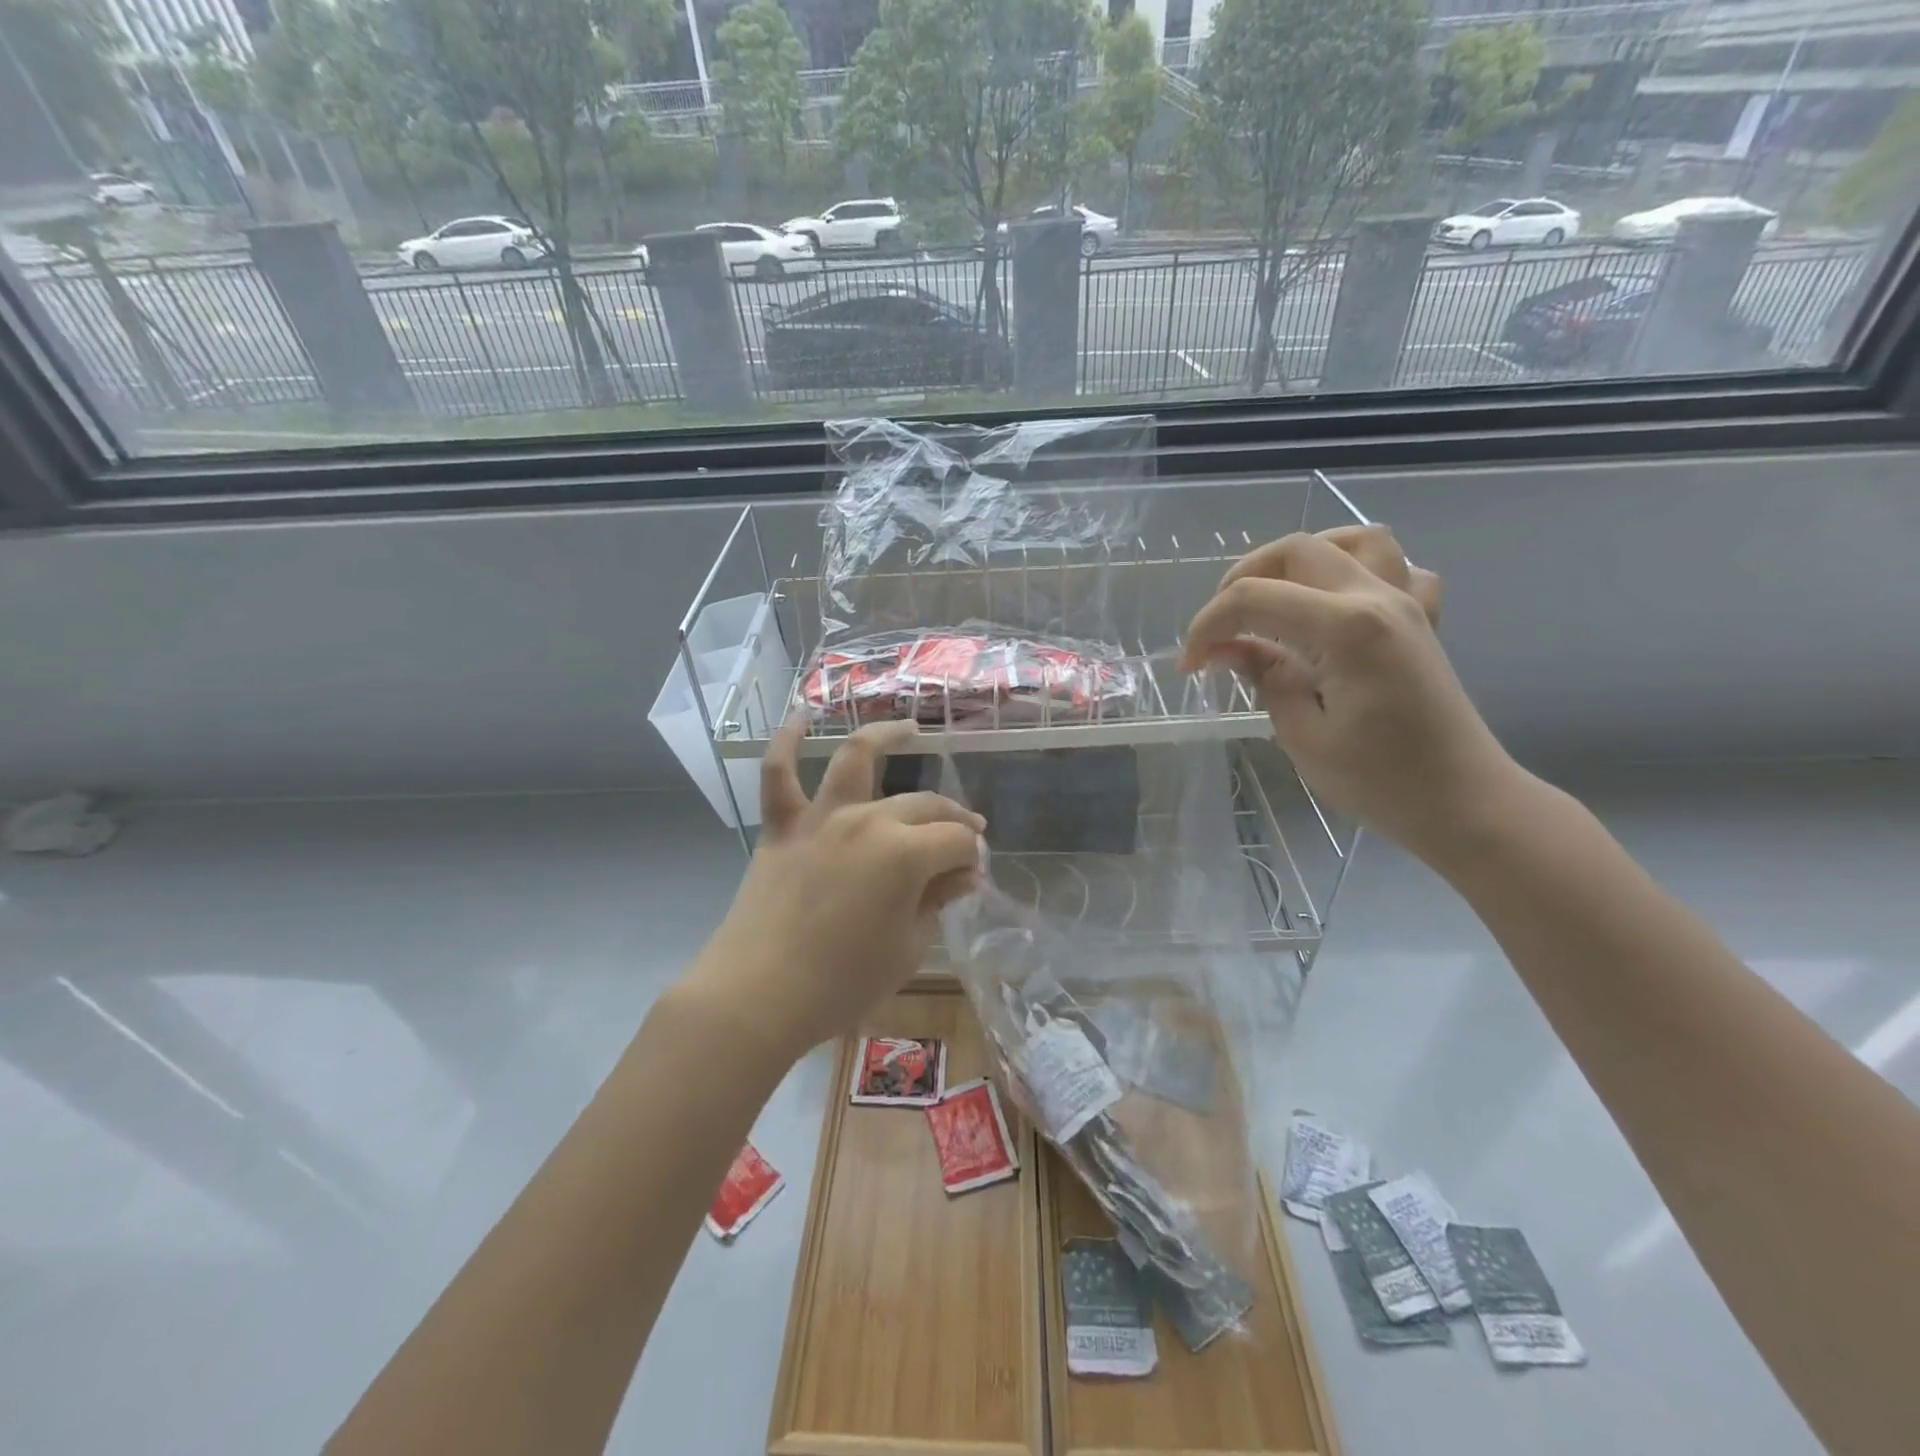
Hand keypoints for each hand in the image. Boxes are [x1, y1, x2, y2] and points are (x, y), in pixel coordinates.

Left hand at [690, 719, 983, 1060]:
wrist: (758, 995)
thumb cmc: (842, 983)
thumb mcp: (908, 949)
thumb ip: (937, 902)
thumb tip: (964, 874)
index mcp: (905, 853)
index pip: (956, 842)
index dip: (971, 858)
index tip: (972, 878)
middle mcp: (867, 820)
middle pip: (923, 804)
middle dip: (952, 817)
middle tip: (965, 835)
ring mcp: (821, 817)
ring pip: (856, 758)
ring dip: (885, 736)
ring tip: (910, 729)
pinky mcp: (782, 827)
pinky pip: (778, 774)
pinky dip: (787, 742)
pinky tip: (800, 718)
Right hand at [1181, 525, 1522, 861]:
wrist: (1464, 802)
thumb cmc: (1378, 780)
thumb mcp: (1303, 734)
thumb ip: (1264, 676)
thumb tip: (1225, 648)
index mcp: (1346, 628)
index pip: (1254, 598)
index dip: (1208, 626)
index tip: (1189, 664)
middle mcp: (1378, 598)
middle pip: (1296, 550)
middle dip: (1242, 580)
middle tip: (1221, 627)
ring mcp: (1408, 603)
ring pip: (1354, 540)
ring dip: (1303, 558)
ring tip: (1275, 595)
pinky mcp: (1423, 620)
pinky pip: (1397, 568)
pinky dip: (1359, 572)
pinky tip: (1336, 605)